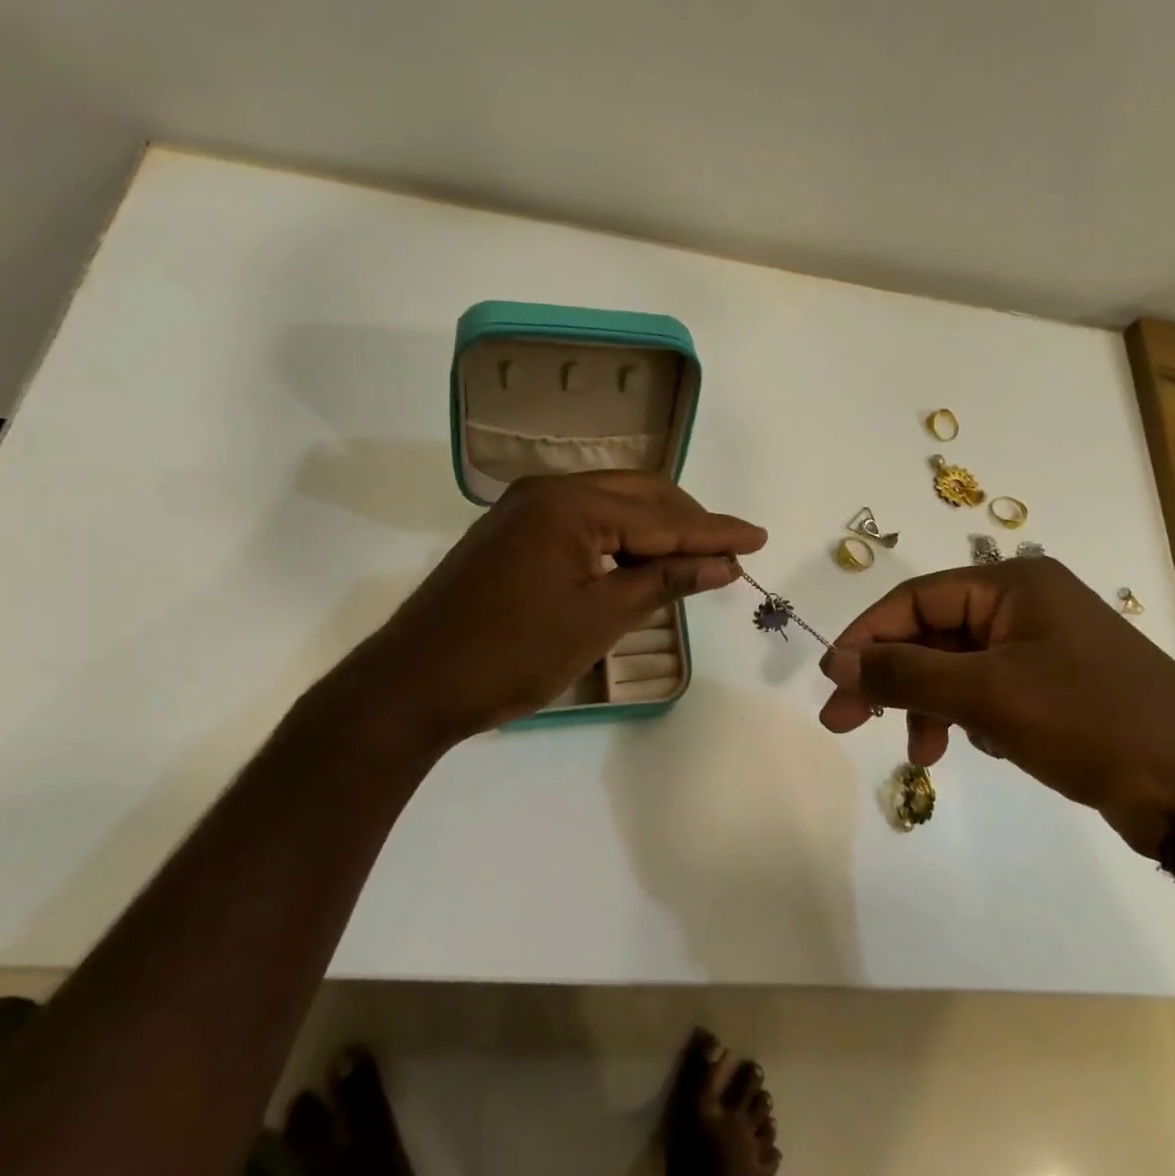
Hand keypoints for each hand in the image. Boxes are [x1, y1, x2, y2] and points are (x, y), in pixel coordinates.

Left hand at [327, 472, 765, 748]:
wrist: (415, 684)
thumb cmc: (513, 654)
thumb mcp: (599, 618)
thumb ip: (664, 581)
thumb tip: (723, 564)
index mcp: (570, 504)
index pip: (662, 517)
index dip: (715, 531)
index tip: (760, 538)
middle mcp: (548, 491)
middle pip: (639, 495)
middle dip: (688, 522)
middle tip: (728, 554)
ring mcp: (526, 510)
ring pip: (611, 506)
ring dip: (655, 530)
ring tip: (694, 560)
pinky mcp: (514, 534)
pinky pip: (584, 522)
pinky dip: (620, 540)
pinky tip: (641, 564)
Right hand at [818, 558, 1174, 852]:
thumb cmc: (1091, 721)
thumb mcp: (988, 694)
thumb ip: (906, 674)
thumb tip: (838, 663)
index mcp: (1013, 585)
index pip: (915, 599)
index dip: (867, 637)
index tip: (832, 681)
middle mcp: (1025, 607)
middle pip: (932, 633)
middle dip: (890, 679)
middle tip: (844, 723)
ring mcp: (1042, 649)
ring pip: (956, 668)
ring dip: (928, 706)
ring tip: (921, 754)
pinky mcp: (1055, 690)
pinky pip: (987, 692)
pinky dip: (968, 718)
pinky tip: (980, 748)